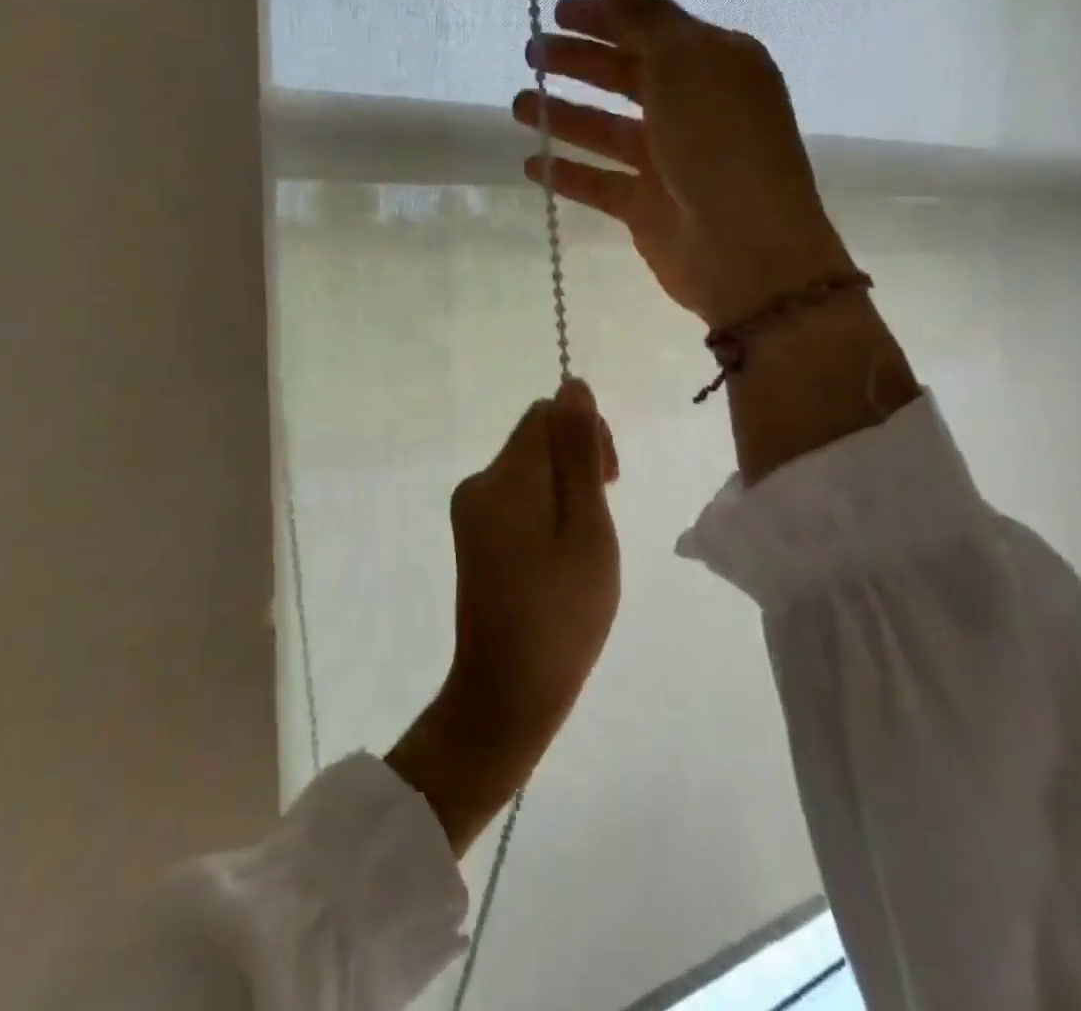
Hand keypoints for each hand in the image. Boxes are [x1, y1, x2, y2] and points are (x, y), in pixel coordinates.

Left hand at [386, 380, 620, 854]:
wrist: (505, 696)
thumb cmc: (561, 615)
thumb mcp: (587, 529)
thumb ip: (580, 454)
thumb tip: (573, 384)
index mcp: (504, 477)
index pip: (547, 414)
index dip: (586, 434)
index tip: (609, 481)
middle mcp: (479, 483)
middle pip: (537, 437)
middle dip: (577, 460)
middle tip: (600, 519)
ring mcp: (471, 510)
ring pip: (530, 467)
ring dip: (566, 488)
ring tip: (583, 544)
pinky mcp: (474, 534)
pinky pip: (517, 496)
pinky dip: (546, 509)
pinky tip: (560, 554)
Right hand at [513, 0, 853, 327]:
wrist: (746, 249)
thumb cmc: (720, 143)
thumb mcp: (685, 63)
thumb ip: (643, 17)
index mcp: (716, 65)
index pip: (653, 30)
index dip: (606, 17)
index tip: (557, 9)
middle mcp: (694, 110)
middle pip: (627, 77)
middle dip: (579, 63)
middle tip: (531, 53)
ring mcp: (671, 162)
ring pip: (608, 131)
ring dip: (565, 116)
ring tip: (519, 106)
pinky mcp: (648, 208)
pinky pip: (600, 183)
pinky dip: (568, 174)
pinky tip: (532, 165)